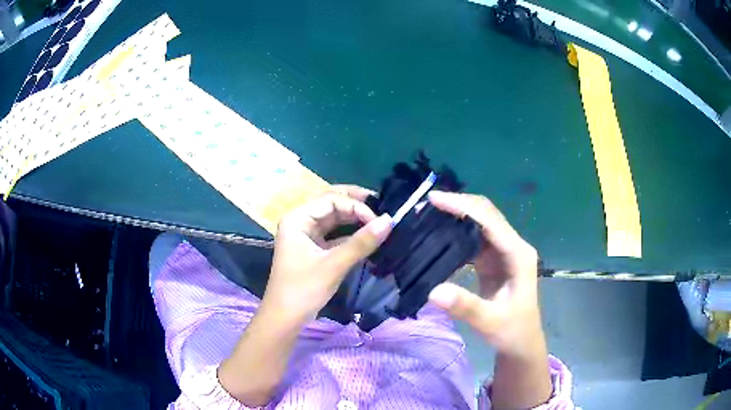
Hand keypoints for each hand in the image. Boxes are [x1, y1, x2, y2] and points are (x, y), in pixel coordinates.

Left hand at [220, 186, 391, 405]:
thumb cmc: (303, 289)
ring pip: (332, 218)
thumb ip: (361, 242)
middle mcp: (300, 221)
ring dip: (353, 217)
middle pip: (330, 203)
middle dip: (355, 203)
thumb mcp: (333, 265)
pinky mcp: (312, 248)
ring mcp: (305, 235)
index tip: (379, 221)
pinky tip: (366, 235)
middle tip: (382, 205)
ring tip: (377, 218)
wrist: (285, 318)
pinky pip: (332, 233)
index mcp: (297, 218)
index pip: (331, 200)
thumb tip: (389, 221)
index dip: (356, 207)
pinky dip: (349, 233)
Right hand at [426, 191, 550, 408]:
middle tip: (425, 207)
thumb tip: (433, 291)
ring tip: (427, 216)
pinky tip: (438, 234)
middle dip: (457, 205)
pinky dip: (456, 233)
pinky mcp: (493, 260)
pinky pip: (473, 239)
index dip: (462, 207)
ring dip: (455, 216)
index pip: (489, 220)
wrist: (521, 343)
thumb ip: (465, 306)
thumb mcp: (490, 322)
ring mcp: (503, 252)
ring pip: (479, 223)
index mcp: (518, 254)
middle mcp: (513, 246)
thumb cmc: (512, 331)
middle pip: (485, 214)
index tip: (433, 200)